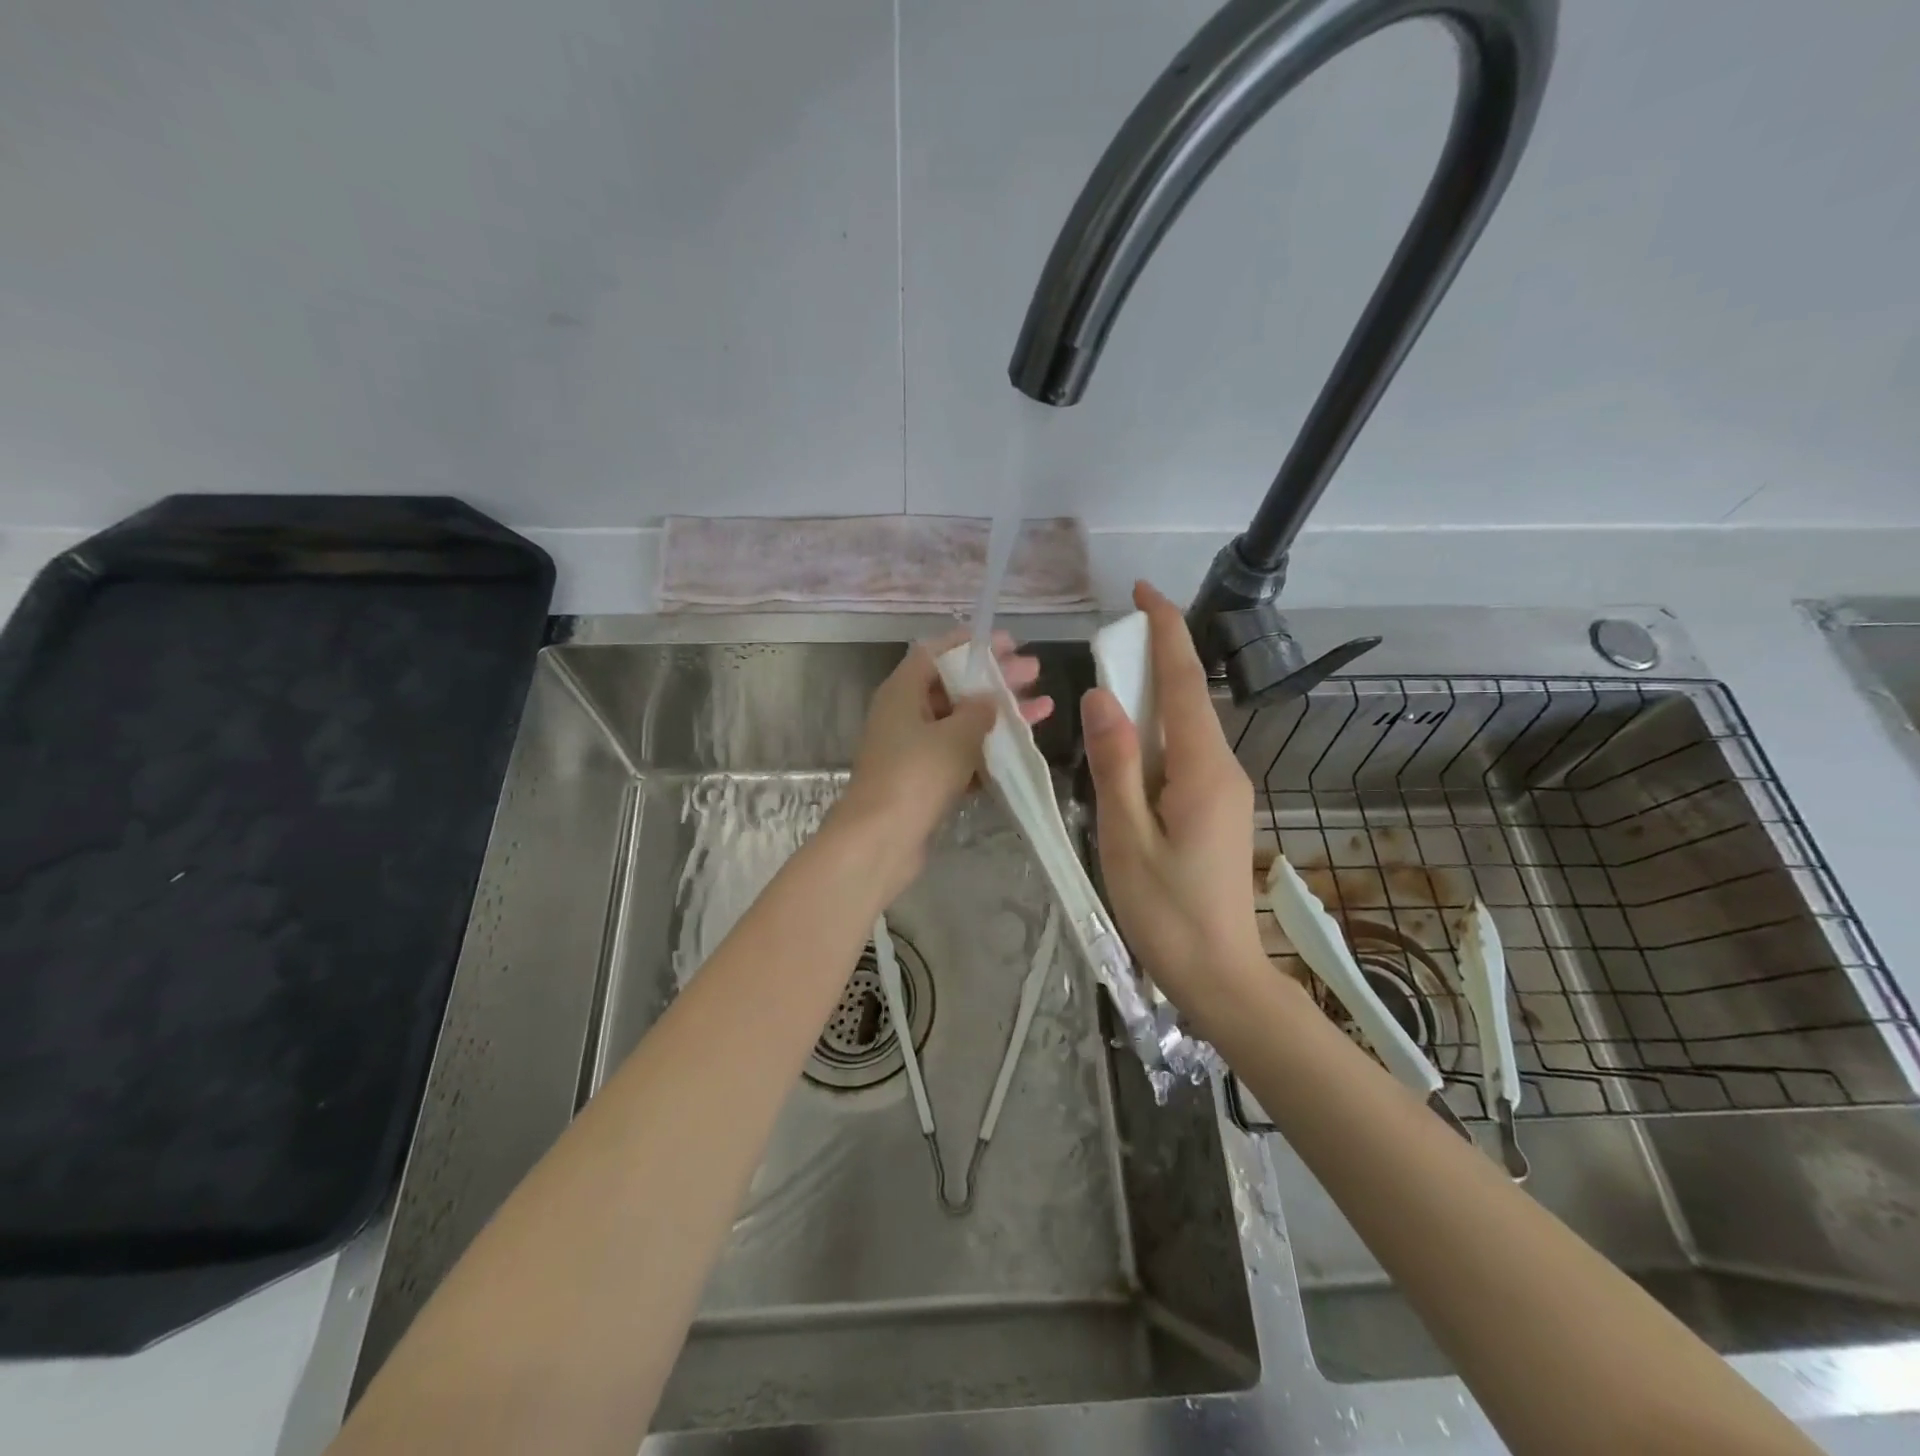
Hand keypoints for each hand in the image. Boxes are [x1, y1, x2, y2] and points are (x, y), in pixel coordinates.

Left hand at [831, 627, 1051, 892]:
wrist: (880, 840)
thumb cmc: (916, 774)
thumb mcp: (955, 735)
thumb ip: (978, 710)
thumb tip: (989, 699)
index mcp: (902, 690)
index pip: (937, 652)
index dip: (972, 645)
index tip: (1009, 643)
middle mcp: (904, 713)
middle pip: (954, 685)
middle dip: (995, 679)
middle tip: (1034, 671)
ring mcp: (912, 748)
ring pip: (960, 721)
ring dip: (999, 715)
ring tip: (1043, 707)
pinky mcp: (922, 779)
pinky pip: (959, 753)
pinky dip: (987, 748)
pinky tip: (1021, 747)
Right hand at [1082, 582, 1266, 1028]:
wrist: (1222, 975)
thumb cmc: (1167, 913)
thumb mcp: (1126, 838)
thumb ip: (1115, 764)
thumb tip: (1102, 697)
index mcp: (1202, 769)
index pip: (1184, 681)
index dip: (1166, 629)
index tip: (1142, 590)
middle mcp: (1223, 767)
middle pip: (1187, 697)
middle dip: (1152, 658)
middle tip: (1105, 644)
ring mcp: (1225, 788)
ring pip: (1185, 725)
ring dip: (1150, 698)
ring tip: (1107, 693)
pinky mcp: (1218, 807)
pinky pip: (1185, 753)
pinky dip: (1155, 734)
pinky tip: (1126, 749)